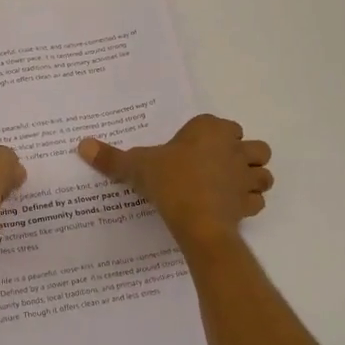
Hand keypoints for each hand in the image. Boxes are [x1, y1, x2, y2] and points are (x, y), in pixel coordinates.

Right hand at [77, 114, 272, 248]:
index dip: (212, 136)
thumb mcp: (136, 166)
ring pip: (263, 172)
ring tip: (230, 188)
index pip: (222, 125)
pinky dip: (248, 204)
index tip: (194, 150)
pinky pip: (257, 200)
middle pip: (253, 146)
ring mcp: (246, 177)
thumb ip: (112, 157)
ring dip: (252, 179)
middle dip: (243, 155)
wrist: (196, 220)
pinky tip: (231, 209)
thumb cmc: (169, 181)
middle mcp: (235, 148)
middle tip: (218, 167)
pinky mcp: (249, 203)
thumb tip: (82, 145)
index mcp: (211, 129)